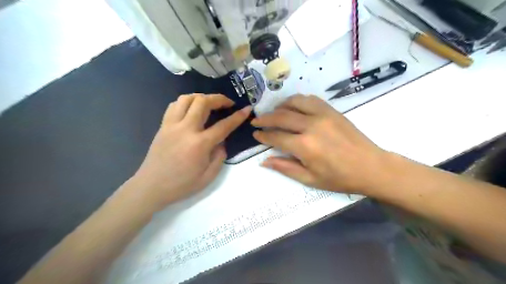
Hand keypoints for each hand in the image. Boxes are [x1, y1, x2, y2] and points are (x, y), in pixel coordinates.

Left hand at [125, 95, 250, 208]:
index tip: (247, 109)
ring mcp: (171, 125)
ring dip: (201, 97)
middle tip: (227, 103)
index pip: (223, 125)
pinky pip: (174, 105)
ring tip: (209, 103)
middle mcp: (185, 129)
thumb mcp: (208, 177)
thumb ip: (220, 156)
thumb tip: (221, 141)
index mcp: (200, 144)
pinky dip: (186, 102)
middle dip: (219, 98)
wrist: (151, 187)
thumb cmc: (182, 185)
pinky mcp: (162, 126)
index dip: (237, 116)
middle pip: (203, 102)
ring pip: (186, 99)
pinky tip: (191, 110)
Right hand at [252, 95, 387, 195]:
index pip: (276, 137)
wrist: (371, 167)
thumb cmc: (339, 178)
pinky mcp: (332, 110)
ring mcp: (322, 115)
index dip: (263, 136)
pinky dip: (297, 101)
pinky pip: (310, 99)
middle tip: (256, 121)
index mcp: (304, 146)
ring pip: (294, 103)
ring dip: (280, 106)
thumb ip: (285, 168)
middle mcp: (311, 126)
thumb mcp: (310, 179)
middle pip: (281, 117)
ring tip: (273, 112)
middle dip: (265, 119)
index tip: (255, 134)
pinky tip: (293, 107)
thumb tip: (264, 161)